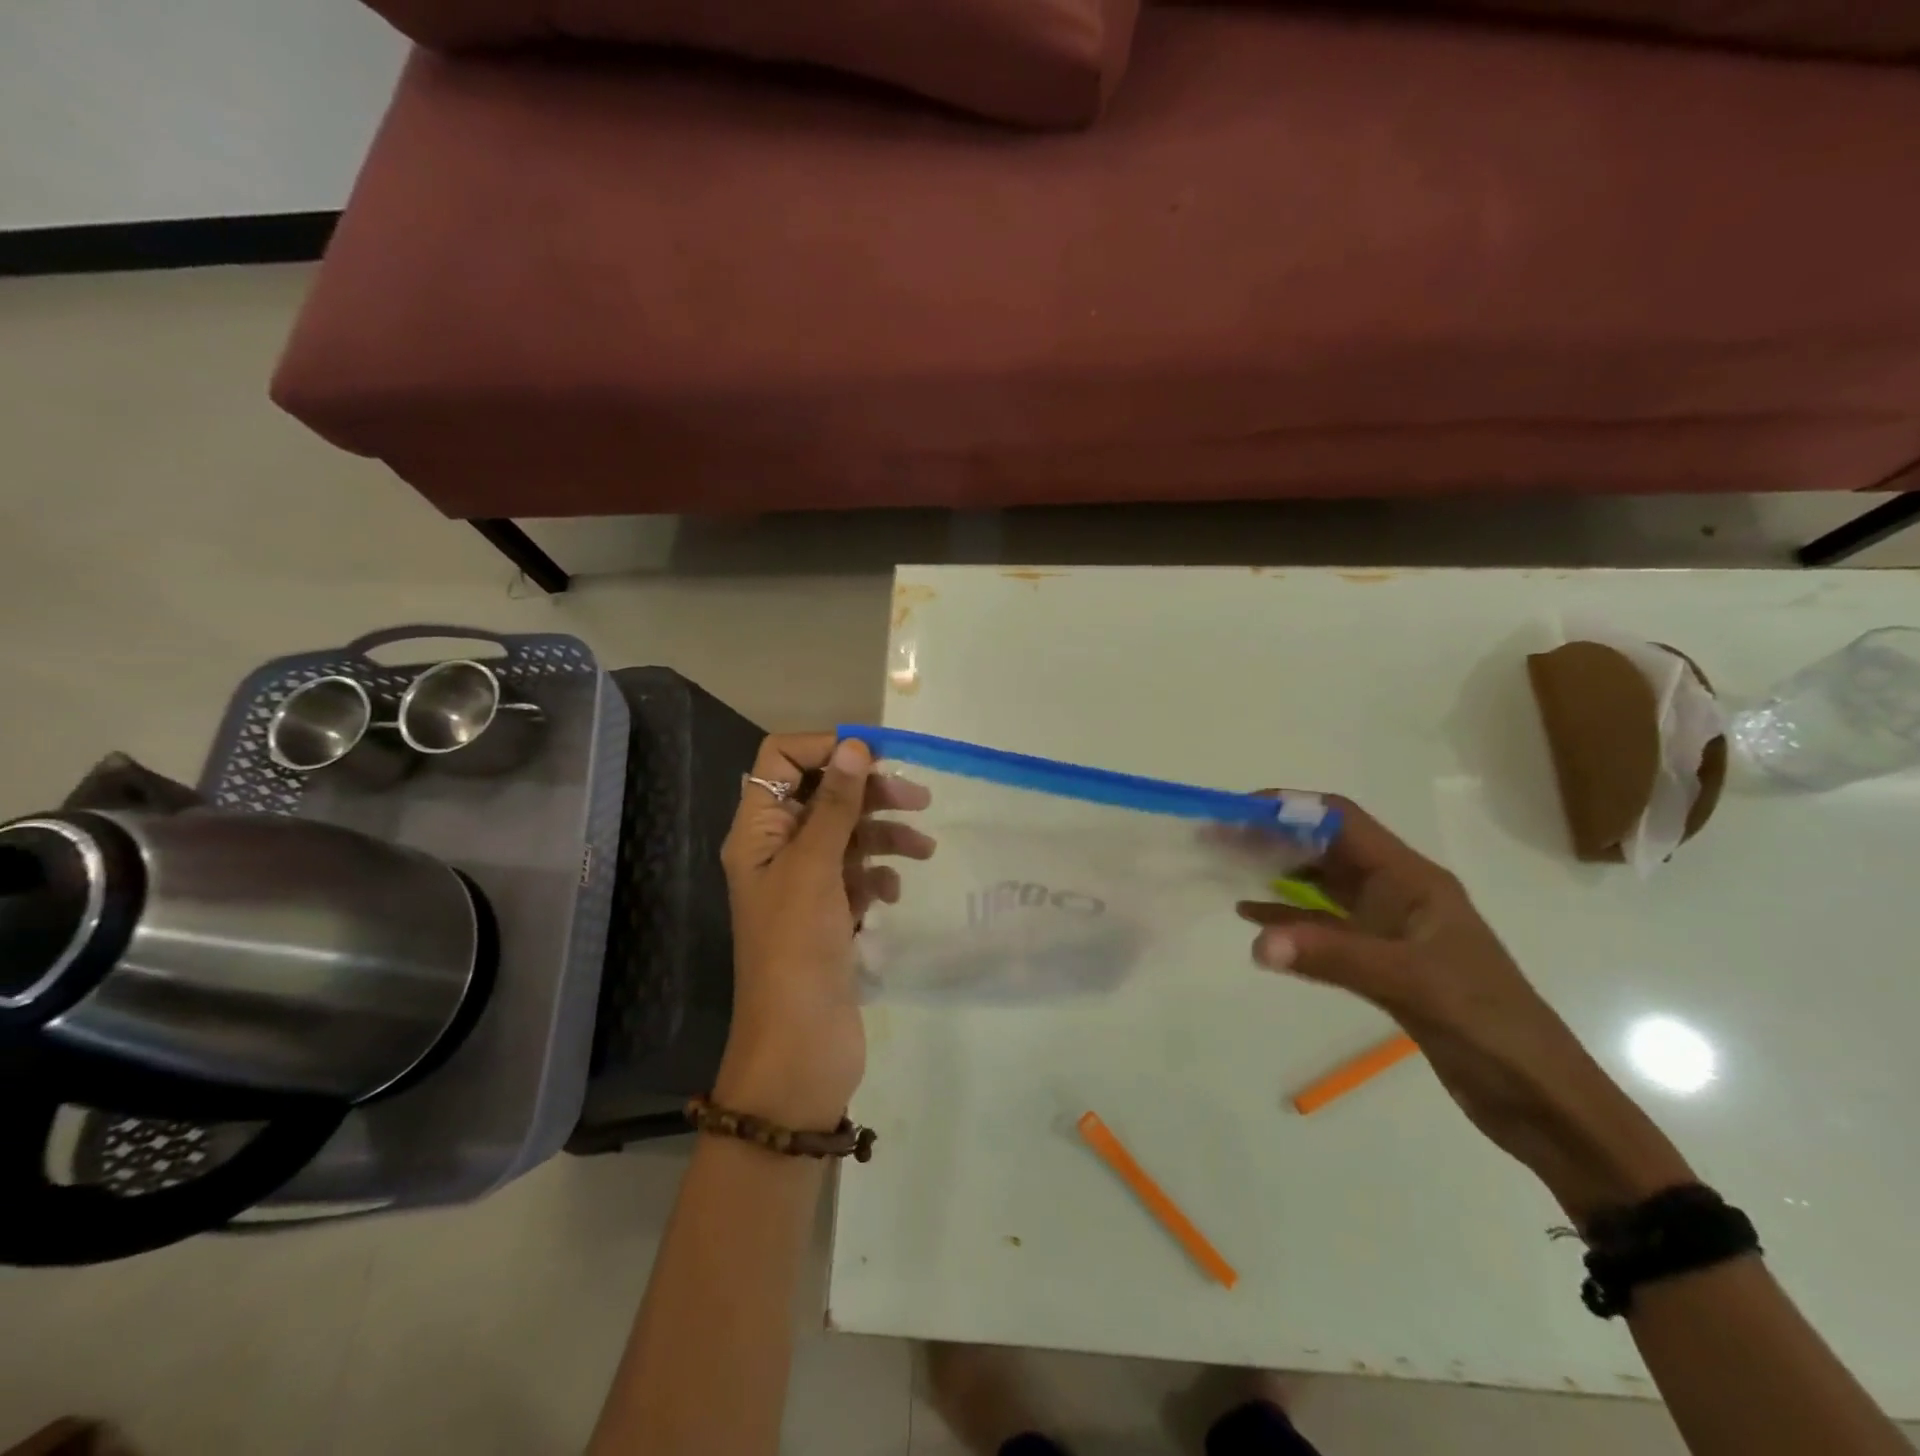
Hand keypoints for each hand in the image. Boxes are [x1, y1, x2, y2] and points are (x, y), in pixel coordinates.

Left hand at [716, 735, 932, 1128]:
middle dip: (869, 793)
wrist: (800, 1047)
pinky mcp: (829, 914)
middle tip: (918, 799)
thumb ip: (834, 805)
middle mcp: (777, 850)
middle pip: (823, 795)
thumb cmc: (798, 949)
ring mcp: (805, 885)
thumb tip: (853, 745)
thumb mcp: (816, 868)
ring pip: (848, 834)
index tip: (874, 757)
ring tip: (922, 850)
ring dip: (884, 834)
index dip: (824, 749)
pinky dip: (878, 874)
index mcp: (757, 832)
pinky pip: (857, 874)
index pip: (780, 761)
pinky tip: (893, 892)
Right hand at [1239, 798, 1692, 1223]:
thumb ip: (1333, 957)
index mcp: (1412, 880)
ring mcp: (1389, 929)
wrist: (1541, 1100)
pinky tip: (1253, 920)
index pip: (1342, 821)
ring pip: (1321, 886)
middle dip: (1272, 838)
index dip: (1290, 807)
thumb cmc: (1489, 1026)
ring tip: (1225, 870)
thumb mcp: (1412, 984)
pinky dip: (1287, 919)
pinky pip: (1323, 928)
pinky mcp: (1381, 963)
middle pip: (1325, 848)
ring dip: (1276, 874)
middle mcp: (1398, 893)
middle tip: (1217, 841)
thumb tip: (1256, 941)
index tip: (1237, 812)